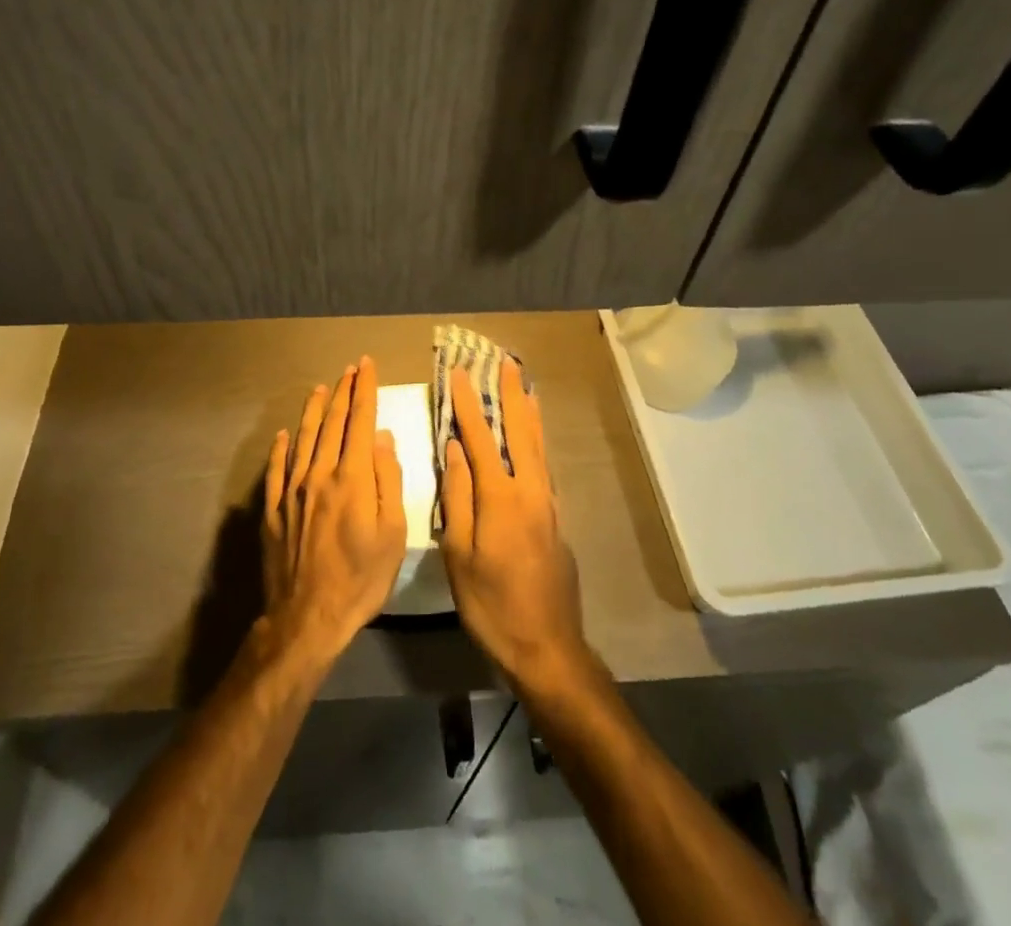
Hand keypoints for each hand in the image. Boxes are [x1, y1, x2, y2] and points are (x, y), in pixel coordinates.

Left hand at [261, 356, 407, 667]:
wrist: (307, 617)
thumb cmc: (361, 578)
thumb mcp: (393, 533)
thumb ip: (388, 480)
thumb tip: (383, 438)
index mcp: (352, 477)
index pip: (361, 421)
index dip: (365, 390)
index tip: (367, 366)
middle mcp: (319, 474)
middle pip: (333, 423)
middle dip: (344, 392)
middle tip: (350, 370)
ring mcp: (292, 491)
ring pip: (303, 439)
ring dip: (314, 411)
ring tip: (320, 389)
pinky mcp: (273, 510)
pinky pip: (276, 470)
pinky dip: (280, 448)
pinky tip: (282, 435)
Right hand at [439, 360, 591, 694]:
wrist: (547, 647)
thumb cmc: (491, 604)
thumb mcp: (459, 554)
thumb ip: (457, 496)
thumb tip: (454, 448)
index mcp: (501, 496)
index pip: (480, 437)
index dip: (467, 403)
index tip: (459, 372)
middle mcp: (530, 490)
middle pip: (519, 430)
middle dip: (509, 394)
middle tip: (505, 363)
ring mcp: (548, 503)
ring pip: (538, 445)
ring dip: (528, 412)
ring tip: (525, 386)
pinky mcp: (556, 518)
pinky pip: (545, 465)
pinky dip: (538, 440)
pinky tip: (534, 438)